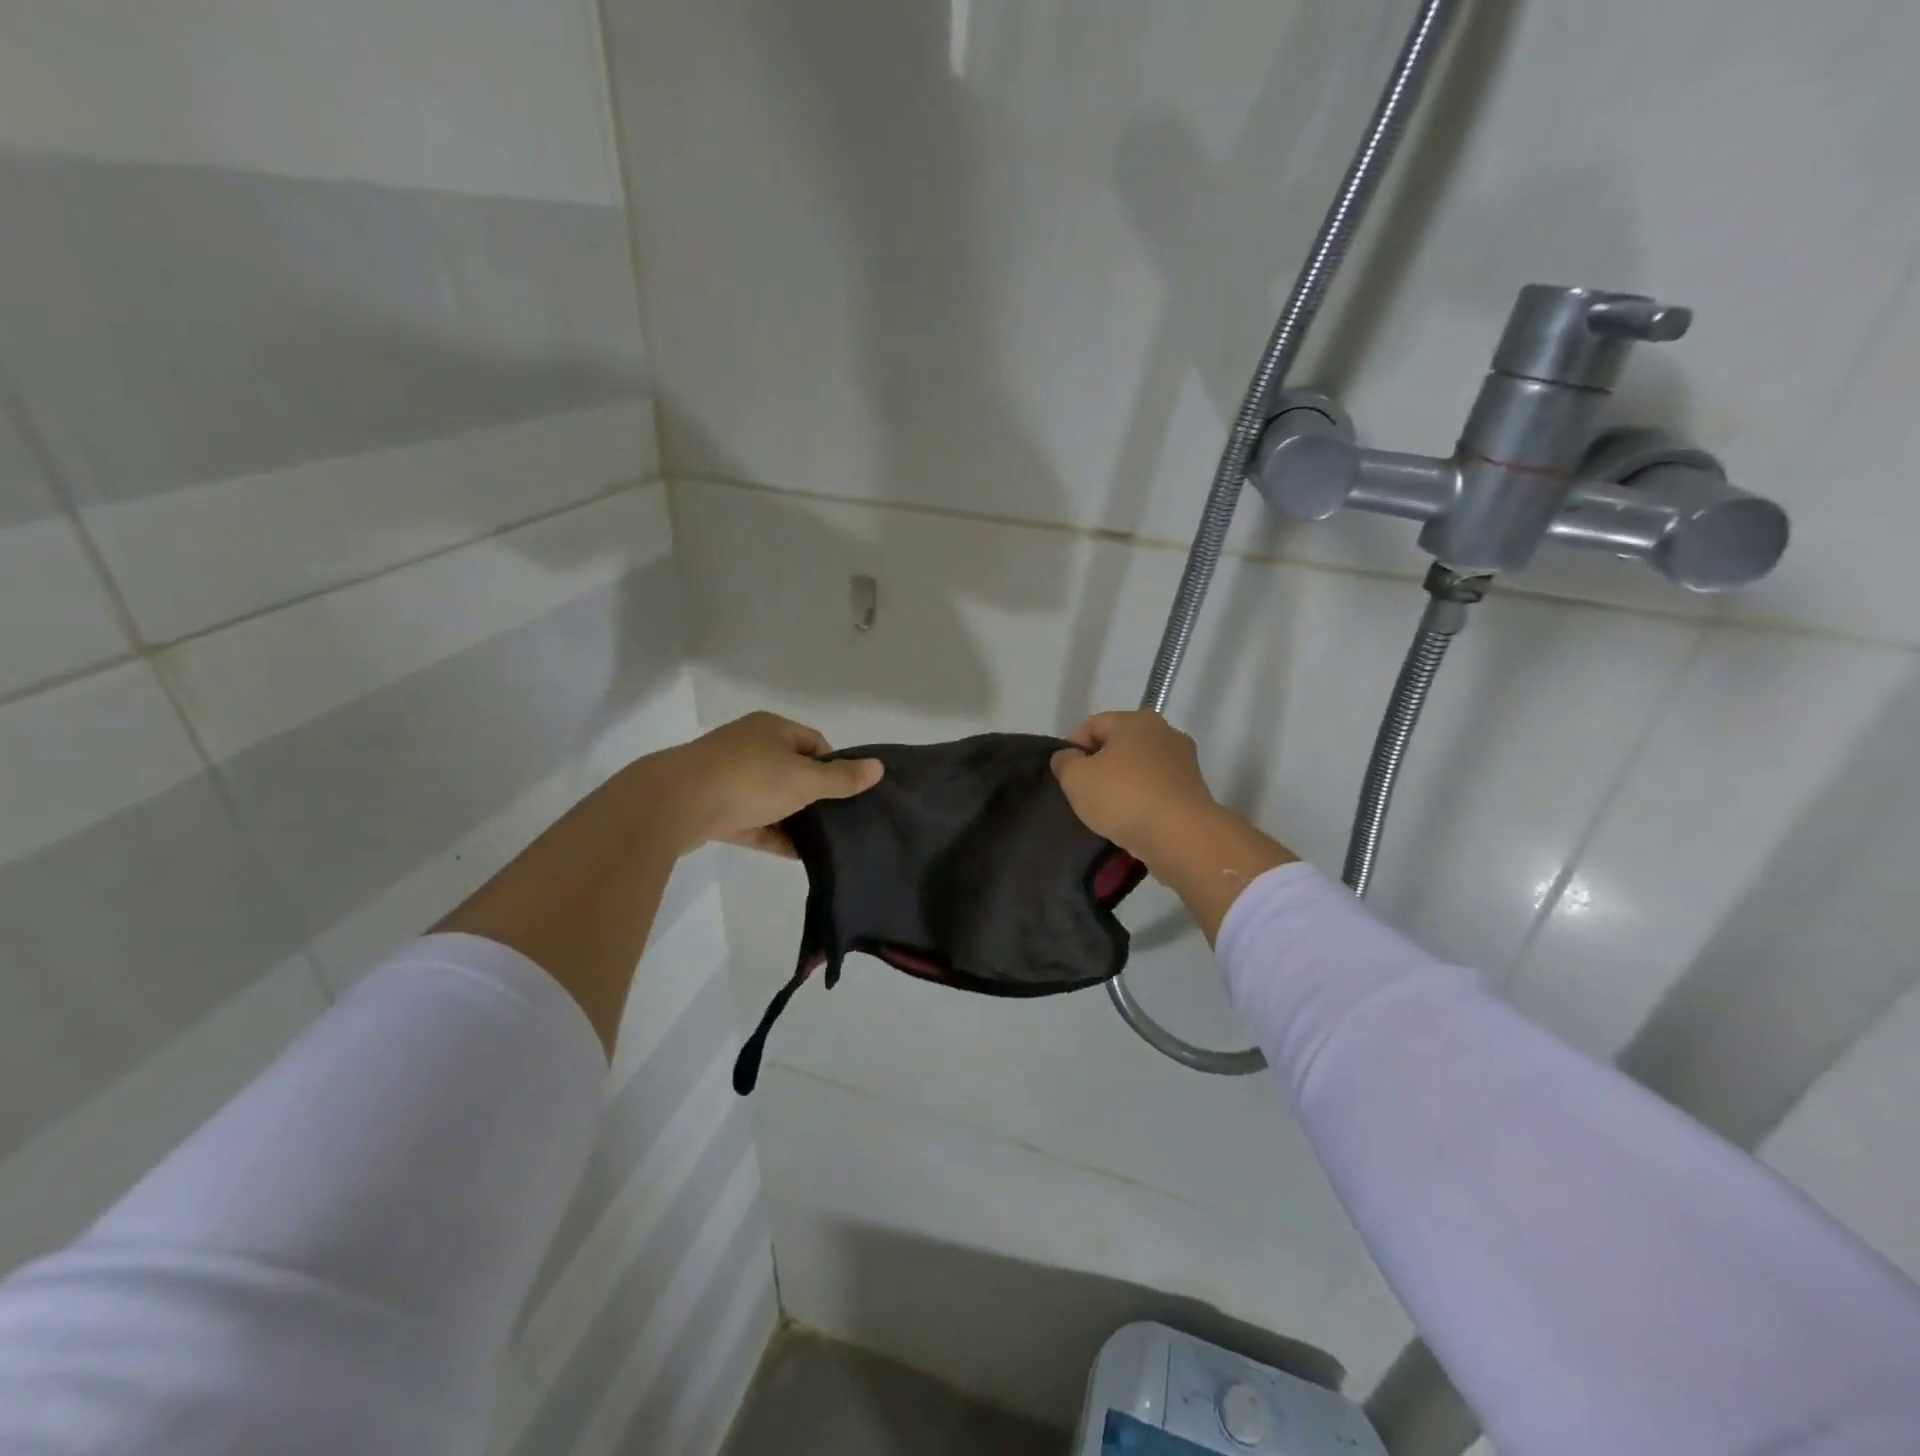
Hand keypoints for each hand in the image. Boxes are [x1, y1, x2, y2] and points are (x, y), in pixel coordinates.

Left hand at [648, 711, 882, 856]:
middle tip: (838, 819)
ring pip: (772, 799)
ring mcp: (728, 778)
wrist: (677, 803)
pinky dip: (773, 835)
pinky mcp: (714, 809)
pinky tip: (797, 855)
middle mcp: (749, 747)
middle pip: (792, 771)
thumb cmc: (749, 778)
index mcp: (771, 729)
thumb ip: (841, 778)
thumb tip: (879, 767)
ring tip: (823, 841)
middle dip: (814, 795)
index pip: (813, 742)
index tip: (846, 792)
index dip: (833, 765)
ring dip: (794, 818)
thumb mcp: (804, 778)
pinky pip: (753, 822)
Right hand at [1051, 711, 1218, 863]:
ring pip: (1140, 767)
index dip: (1073, 748)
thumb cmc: (1123, 797)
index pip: (1093, 725)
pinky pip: (1157, 788)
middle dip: (1100, 765)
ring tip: (1109, 811)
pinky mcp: (1194, 788)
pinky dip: (1143, 799)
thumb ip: (1065, 762)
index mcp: (1135, 720)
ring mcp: (1183, 760)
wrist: (1180, 835)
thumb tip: (1068, 756)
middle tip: (1084, 793)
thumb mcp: (1076, 778)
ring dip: (1123, 783)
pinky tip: (1133, 819)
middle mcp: (1164, 731)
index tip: (1066, 776)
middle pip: (1119, 744)